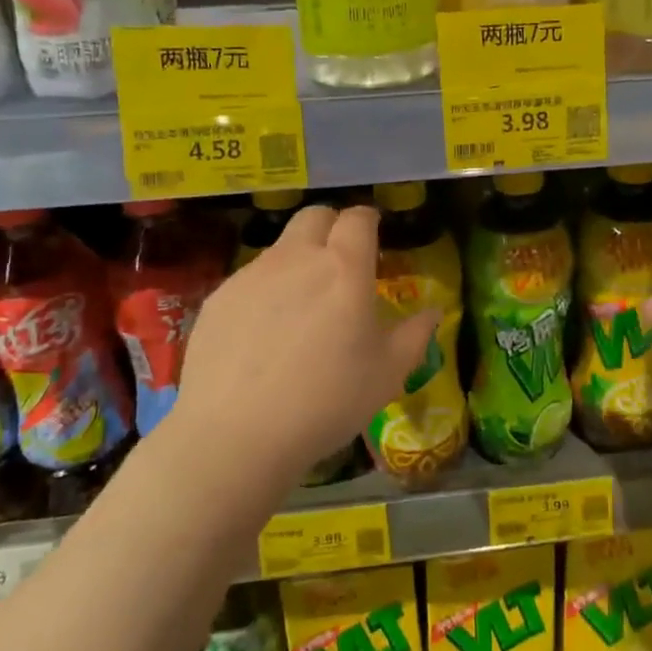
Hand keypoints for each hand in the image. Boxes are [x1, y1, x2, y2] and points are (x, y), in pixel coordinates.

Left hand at [173, 205, 435, 485]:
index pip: (358, 218)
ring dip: (298, 260)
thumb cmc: (326, 401)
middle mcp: (297, 257)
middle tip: (341, 262)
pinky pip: (250, 279)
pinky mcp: (219, 297)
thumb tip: (432, 311)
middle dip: (332, 227)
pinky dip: (266, 290)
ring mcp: (252, 275)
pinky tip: (264, 334)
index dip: (368, 221)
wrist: (234, 435)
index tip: (375, 236)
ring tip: (302, 306)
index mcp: (344, 267)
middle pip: (315, 216)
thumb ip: (415, 335)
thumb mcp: (387, 374)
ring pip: (281, 247)